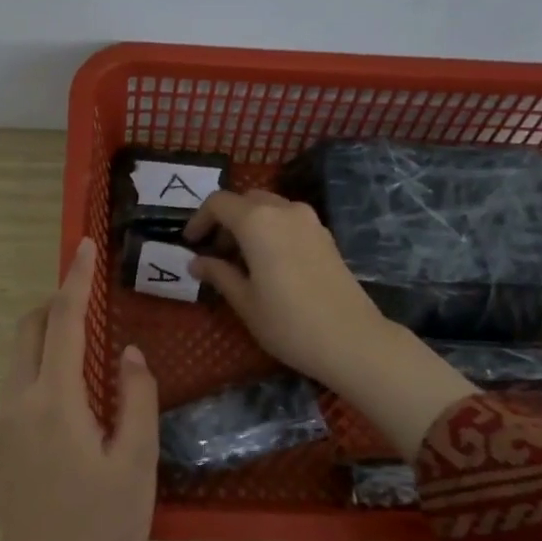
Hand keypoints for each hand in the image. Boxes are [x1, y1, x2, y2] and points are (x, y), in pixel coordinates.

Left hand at [0, 237, 159, 540]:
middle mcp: (19, 402)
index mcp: (54, 402)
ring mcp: (4, 423)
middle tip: (90, 301)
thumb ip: (137, 399)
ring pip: (19, 358)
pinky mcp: (1, 443)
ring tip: (89, 348)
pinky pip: (19, 384)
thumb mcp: (136, 462)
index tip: (82, 246)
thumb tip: (128, 354)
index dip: (74, 281)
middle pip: (27, 331)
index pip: (62, 323)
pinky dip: (42, 366)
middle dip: (54, 304)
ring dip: (47, 337)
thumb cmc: (102, 525)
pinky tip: (73, 394)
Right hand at [183, 191, 392, 390]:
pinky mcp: (326, 237)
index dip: (199, 219)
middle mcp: (284, 210)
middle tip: (214, 253)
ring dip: (249, 225)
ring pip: (270, 208)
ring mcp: (310, 221)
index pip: (219, 203)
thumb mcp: (245, 302)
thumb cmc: (288, 324)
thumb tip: (196, 263)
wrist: (351, 340)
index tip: (190, 243)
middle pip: (246, 200)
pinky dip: (271, 231)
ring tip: (240, 261)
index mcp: (258, 222)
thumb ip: (219, 275)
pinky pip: (289, 221)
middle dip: (225, 220)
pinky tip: (268, 264)